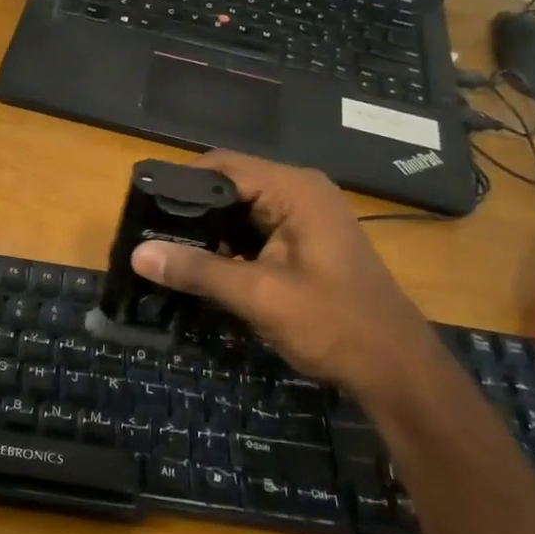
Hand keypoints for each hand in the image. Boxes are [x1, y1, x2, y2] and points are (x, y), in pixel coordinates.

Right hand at [132, 152, 446, 401]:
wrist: (396, 368)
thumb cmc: (334, 324)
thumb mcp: (259, 295)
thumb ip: (198, 270)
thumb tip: (138, 253)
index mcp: (294, 189)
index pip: (222, 165)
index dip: (180, 182)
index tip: (142, 207)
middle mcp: (299, 192)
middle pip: (229, 186)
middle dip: (189, 210)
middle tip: (147, 235)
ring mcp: (304, 217)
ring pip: (239, 211)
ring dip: (208, 232)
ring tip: (164, 252)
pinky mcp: (303, 241)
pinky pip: (254, 231)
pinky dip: (228, 247)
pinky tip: (202, 269)